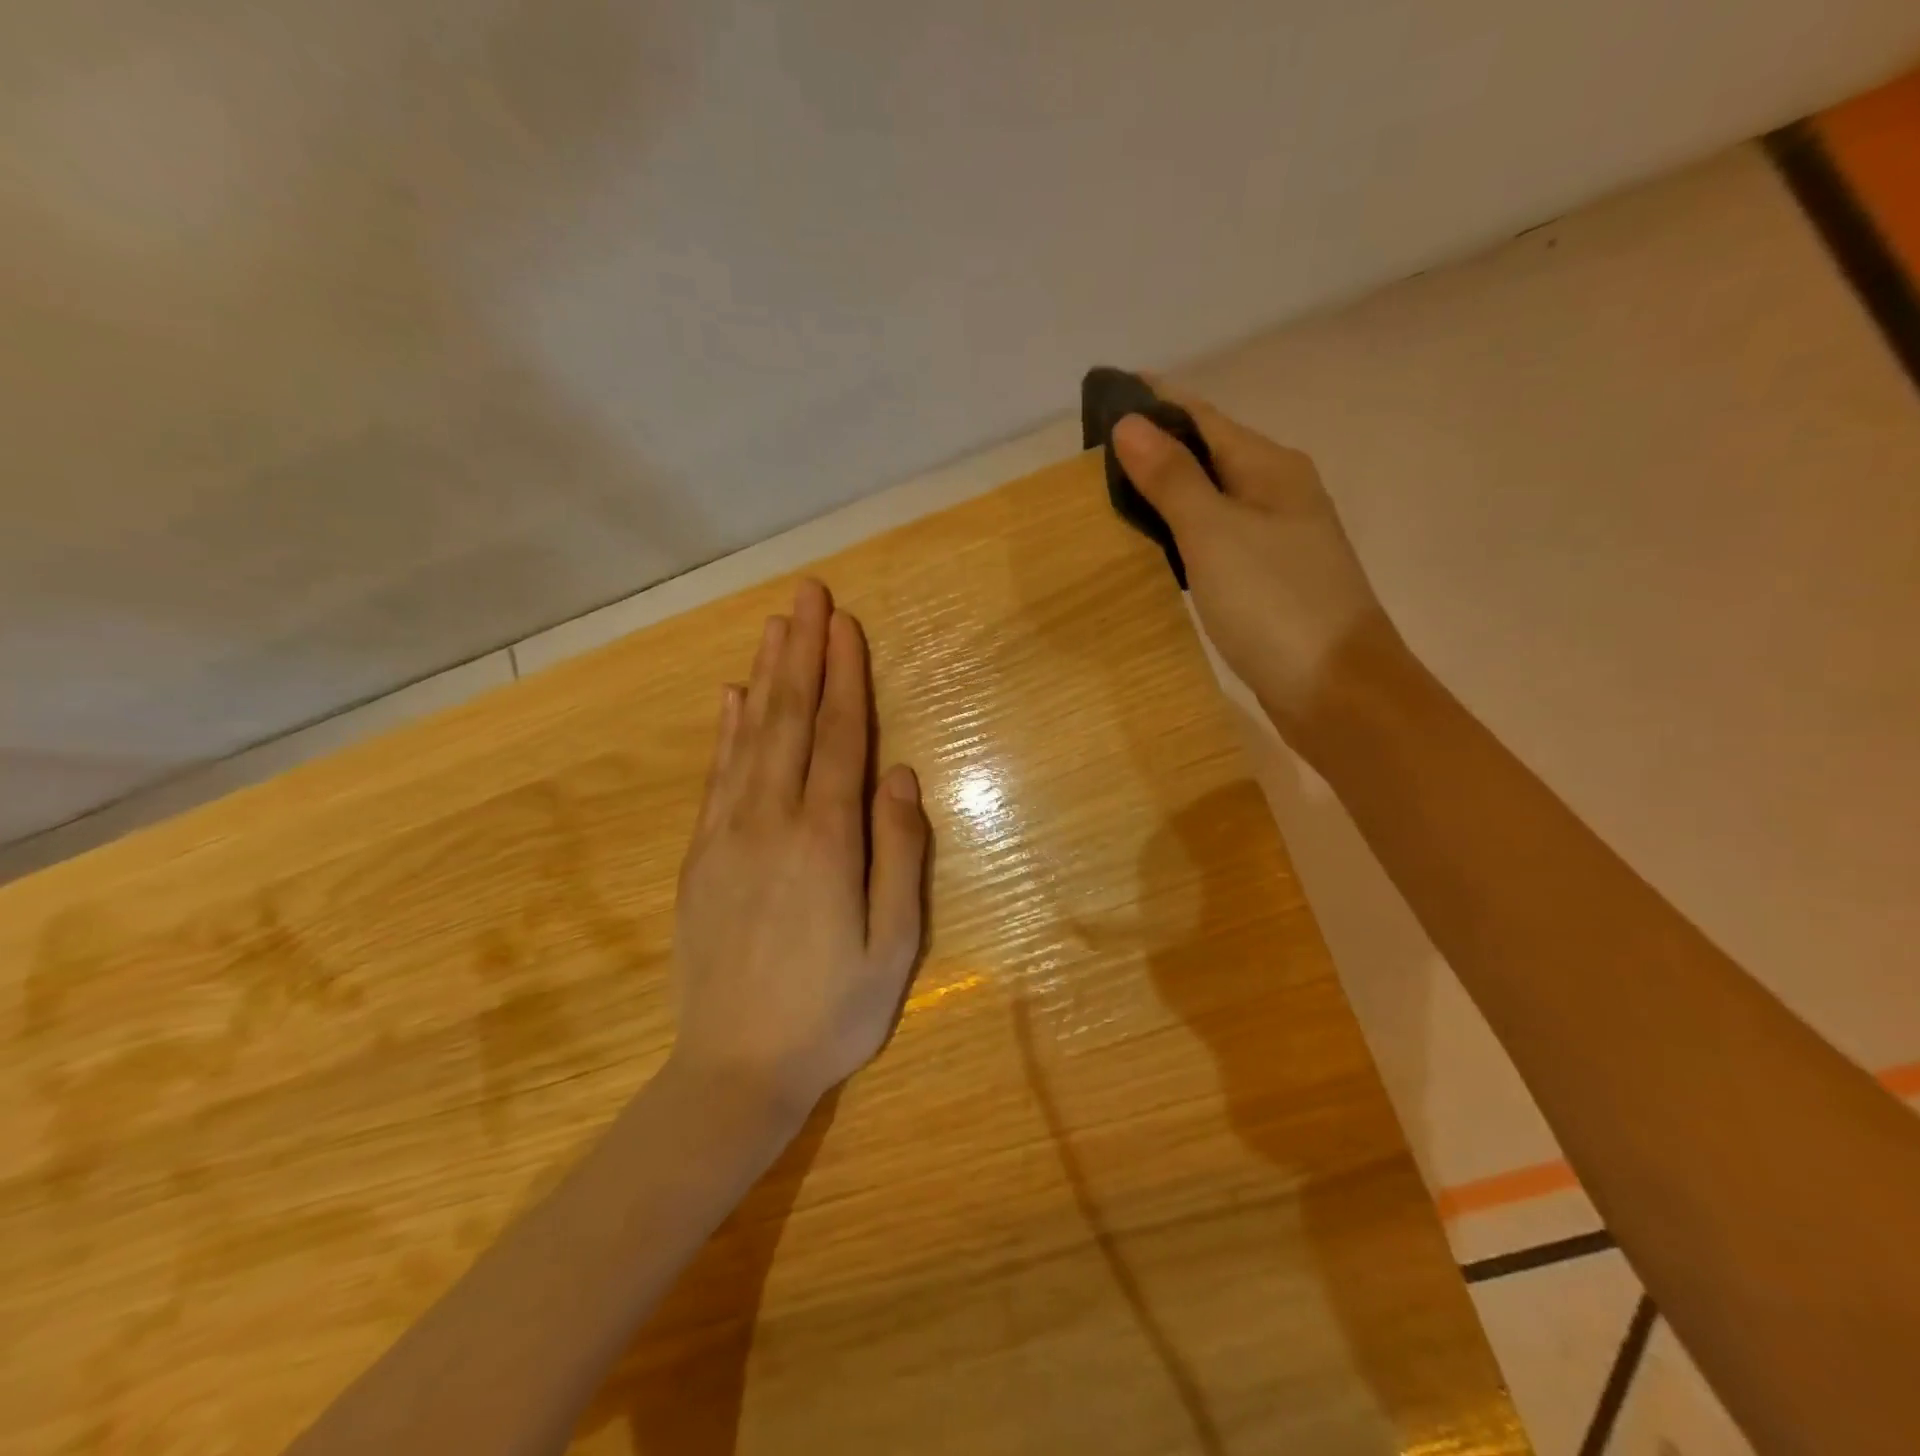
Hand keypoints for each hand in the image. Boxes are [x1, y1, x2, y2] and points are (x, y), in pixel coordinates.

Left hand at [670, 578, 929, 1120]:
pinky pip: (716, 777)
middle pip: (790, 720)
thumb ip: (899, 854)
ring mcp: (727, 836)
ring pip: (749, 737)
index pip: (838, 737)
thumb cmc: (832, 1012)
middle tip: (807, 594)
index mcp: (826, 841)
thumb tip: (901, 775)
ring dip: (765, 676)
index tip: (845, 624)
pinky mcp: (700, 857)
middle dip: (802, 652)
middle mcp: (772, 822)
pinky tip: (732, 698)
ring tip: (775, 626)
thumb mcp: (894, 946)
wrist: (734, 1070)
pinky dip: (726, 731)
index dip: (844, 677)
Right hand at [1111, 395, 1397, 748]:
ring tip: (1112, 495)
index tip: (1104, 395)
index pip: (1202, 417)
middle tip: (1094, 455)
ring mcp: (1278, 540)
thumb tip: (1130, 423)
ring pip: (1211, 500)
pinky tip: (1155, 548)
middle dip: (1156, 448)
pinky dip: (1182, 535)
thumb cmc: (1274, 603)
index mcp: (1271, 468)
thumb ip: (1172, 479)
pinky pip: (1216, 541)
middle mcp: (1279, 493)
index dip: (1154, 403)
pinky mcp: (1269, 581)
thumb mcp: (1214, 534)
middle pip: (1208, 455)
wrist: (1337, 689)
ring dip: (1167, 492)